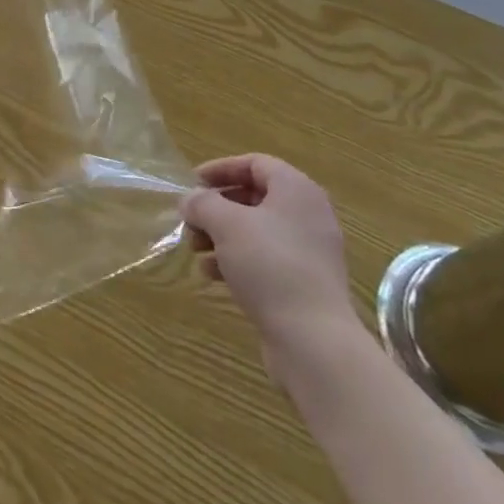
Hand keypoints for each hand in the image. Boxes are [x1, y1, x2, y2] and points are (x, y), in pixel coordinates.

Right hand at [183, 155, 358, 359]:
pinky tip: (214, 275)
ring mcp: (310, 251)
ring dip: (222, 235)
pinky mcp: (306, 282)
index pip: (255, 164)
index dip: (220, 169)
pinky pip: (266, 258)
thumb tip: (190, 200)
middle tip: (191, 221)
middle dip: (217, 207)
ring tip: (196, 250)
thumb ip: (202, 203)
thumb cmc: (270, 265)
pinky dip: (238, 260)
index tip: (192, 184)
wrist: (314, 340)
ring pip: (257, 230)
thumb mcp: (226, 224)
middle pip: (254, 197)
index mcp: (297, 190)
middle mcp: (308, 214)